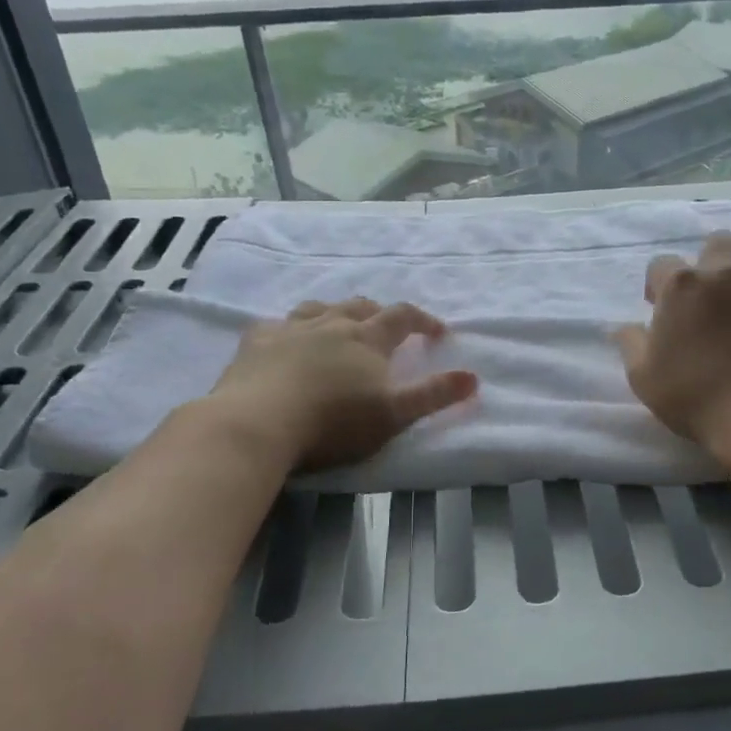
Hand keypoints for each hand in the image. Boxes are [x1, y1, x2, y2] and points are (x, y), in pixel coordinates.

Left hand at [210, 299, 476, 472]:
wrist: (258, 423)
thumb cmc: (334, 421)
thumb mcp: (393, 414)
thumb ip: (434, 395)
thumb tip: (474, 377)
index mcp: (367, 338)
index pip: (403, 316)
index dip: (424, 320)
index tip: (437, 333)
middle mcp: (331, 324)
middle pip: (361, 306)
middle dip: (379, 314)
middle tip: (388, 329)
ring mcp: (290, 329)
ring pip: (319, 308)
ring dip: (335, 313)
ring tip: (339, 326)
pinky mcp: (256, 342)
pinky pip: (276, 324)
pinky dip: (289, 328)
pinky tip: (285, 339)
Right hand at [615, 231, 730, 457]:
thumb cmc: (694, 396)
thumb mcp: (643, 377)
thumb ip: (631, 343)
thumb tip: (624, 326)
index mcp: (683, 285)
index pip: (662, 264)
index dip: (658, 285)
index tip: (661, 308)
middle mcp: (727, 272)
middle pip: (718, 243)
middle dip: (709, 262)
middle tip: (707, 297)